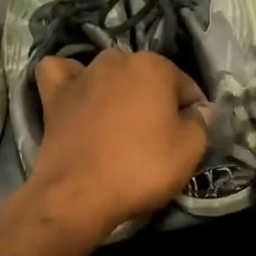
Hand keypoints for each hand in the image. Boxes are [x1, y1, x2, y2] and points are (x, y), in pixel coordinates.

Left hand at [19, 50, 209, 245]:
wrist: (79, 194)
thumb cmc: (141, 168)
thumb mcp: (190, 151)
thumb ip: (201, 122)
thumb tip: (200, 110)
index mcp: (154, 66)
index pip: (186, 86)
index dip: (192, 112)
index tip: (188, 138)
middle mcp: (117, 60)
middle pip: (146, 78)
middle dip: (154, 99)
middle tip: (155, 136)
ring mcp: (82, 75)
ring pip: (107, 73)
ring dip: (116, 89)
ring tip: (118, 122)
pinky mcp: (54, 96)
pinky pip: (61, 74)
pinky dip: (69, 81)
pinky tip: (76, 95)